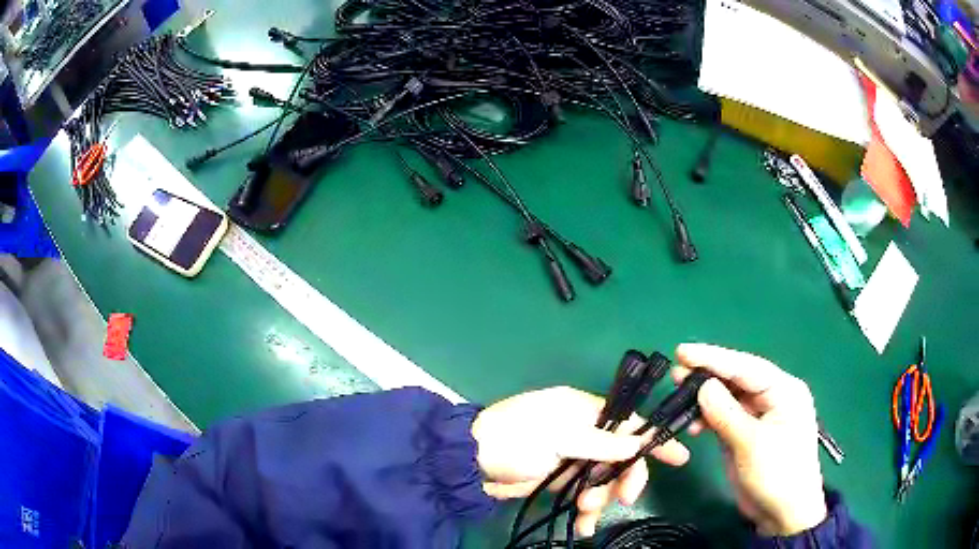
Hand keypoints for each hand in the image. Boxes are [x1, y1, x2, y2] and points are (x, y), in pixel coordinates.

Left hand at [471, 386, 689, 536]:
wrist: (469, 463)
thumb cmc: (514, 439)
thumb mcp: (558, 436)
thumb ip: (600, 442)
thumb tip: (638, 441)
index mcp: (584, 411)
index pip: (629, 422)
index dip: (653, 440)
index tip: (678, 457)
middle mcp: (582, 433)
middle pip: (621, 457)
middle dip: (624, 479)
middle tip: (623, 499)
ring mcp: (572, 458)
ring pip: (604, 480)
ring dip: (601, 499)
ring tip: (586, 513)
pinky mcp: (560, 480)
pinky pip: (584, 495)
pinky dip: (586, 510)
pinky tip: (582, 525)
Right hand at [672, 344, 826, 536]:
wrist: (783, 514)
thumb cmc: (777, 475)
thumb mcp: (752, 444)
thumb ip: (726, 414)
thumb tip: (702, 386)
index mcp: (784, 391)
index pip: (746, 367)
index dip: (714, 358)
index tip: (682, 352)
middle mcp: (772, 397)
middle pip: (736, 379)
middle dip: (707, 375)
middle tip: (675, 373)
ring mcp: (758, 416)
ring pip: (728, 398)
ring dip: (704, 399)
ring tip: (677, 397)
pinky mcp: (746, 434)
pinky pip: (724, 418)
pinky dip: (707, 419)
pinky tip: (690, 424)